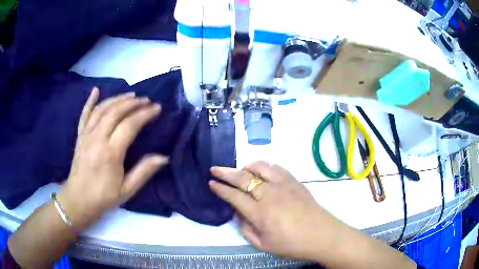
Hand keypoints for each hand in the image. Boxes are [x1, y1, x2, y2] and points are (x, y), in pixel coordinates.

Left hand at [58, 88, 167, 228]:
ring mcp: (86, 135)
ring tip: (131, 95)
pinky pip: (84, 114)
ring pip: (102, 109)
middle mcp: (97, 139)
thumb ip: (144, 171)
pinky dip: (90, 101)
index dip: (145, 114)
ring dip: (117, 99)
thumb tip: (164, 157)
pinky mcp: (80, 136)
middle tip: (147, 100)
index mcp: (110, 153)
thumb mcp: (127, 190)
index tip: (157, 108)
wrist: (78, 200)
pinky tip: (96, 90)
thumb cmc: (103, 197)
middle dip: (133, 103)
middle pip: (116, 112)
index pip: (130, 125)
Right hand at [210, 161, 347, 260]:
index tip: (211, 182)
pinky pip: (276, 167)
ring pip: (260, 167)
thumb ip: (246, 229)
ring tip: (240, 171)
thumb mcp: (263, 245)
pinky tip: (262, 171)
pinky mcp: (294, 181)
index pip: (234, 196)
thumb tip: (238, 213)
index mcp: (260, 213)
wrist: (321, 235)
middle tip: (214, 169)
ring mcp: (283, 185)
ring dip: (246, 166)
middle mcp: (269, 194)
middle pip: (242, 178)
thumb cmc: (292, 244)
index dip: (220, 189)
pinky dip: (264, 166)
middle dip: (225, 172)